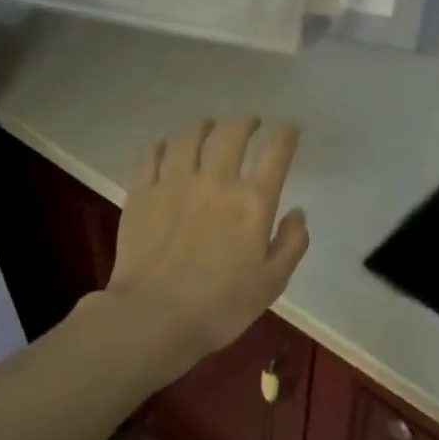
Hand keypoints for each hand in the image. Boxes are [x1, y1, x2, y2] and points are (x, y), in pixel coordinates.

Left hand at [102, 117, 308, 373]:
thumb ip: (292, 243)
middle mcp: (215, 181)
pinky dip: (164, 145)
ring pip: (189, 137)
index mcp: (253, 202)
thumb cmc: (222, 305)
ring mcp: (174, 183)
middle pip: (231, 134)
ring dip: (204, 126)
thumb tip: (297, 213)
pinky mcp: (141, 193)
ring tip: (209, 127)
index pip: (276, 154)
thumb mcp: (273, 282)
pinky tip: (167, 147)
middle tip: (250, 123)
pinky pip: (152, 155)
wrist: (154, 317)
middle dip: (245, 122)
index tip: (290, 127)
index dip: (286, 135)